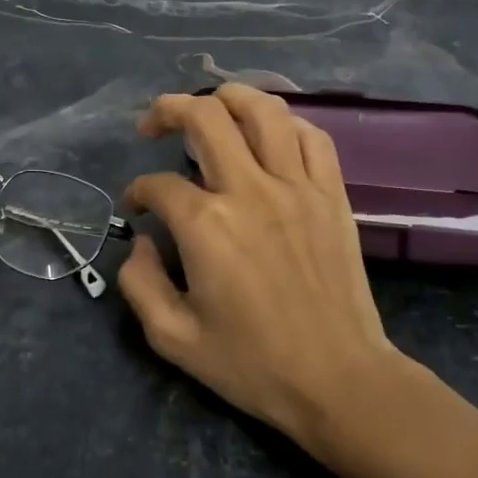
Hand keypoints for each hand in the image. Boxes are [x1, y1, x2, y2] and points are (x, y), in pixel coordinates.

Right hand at [120, 85, 395, 450]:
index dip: (138, 191)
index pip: (158, 184)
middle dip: (168, 110)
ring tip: (210, 106)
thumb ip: (140, 283)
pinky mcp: (332, 195)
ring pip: (264, 110)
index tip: (138, 208)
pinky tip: (269, 133)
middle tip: (154, 125)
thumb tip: (141, 240)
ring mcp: (298, 187)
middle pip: (206, 117)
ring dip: (228, 96)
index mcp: (206, 226)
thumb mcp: (173, 338)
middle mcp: (250, 191)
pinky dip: (285, 123)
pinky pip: (312, 136)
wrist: (339, 380)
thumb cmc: (253, 365)